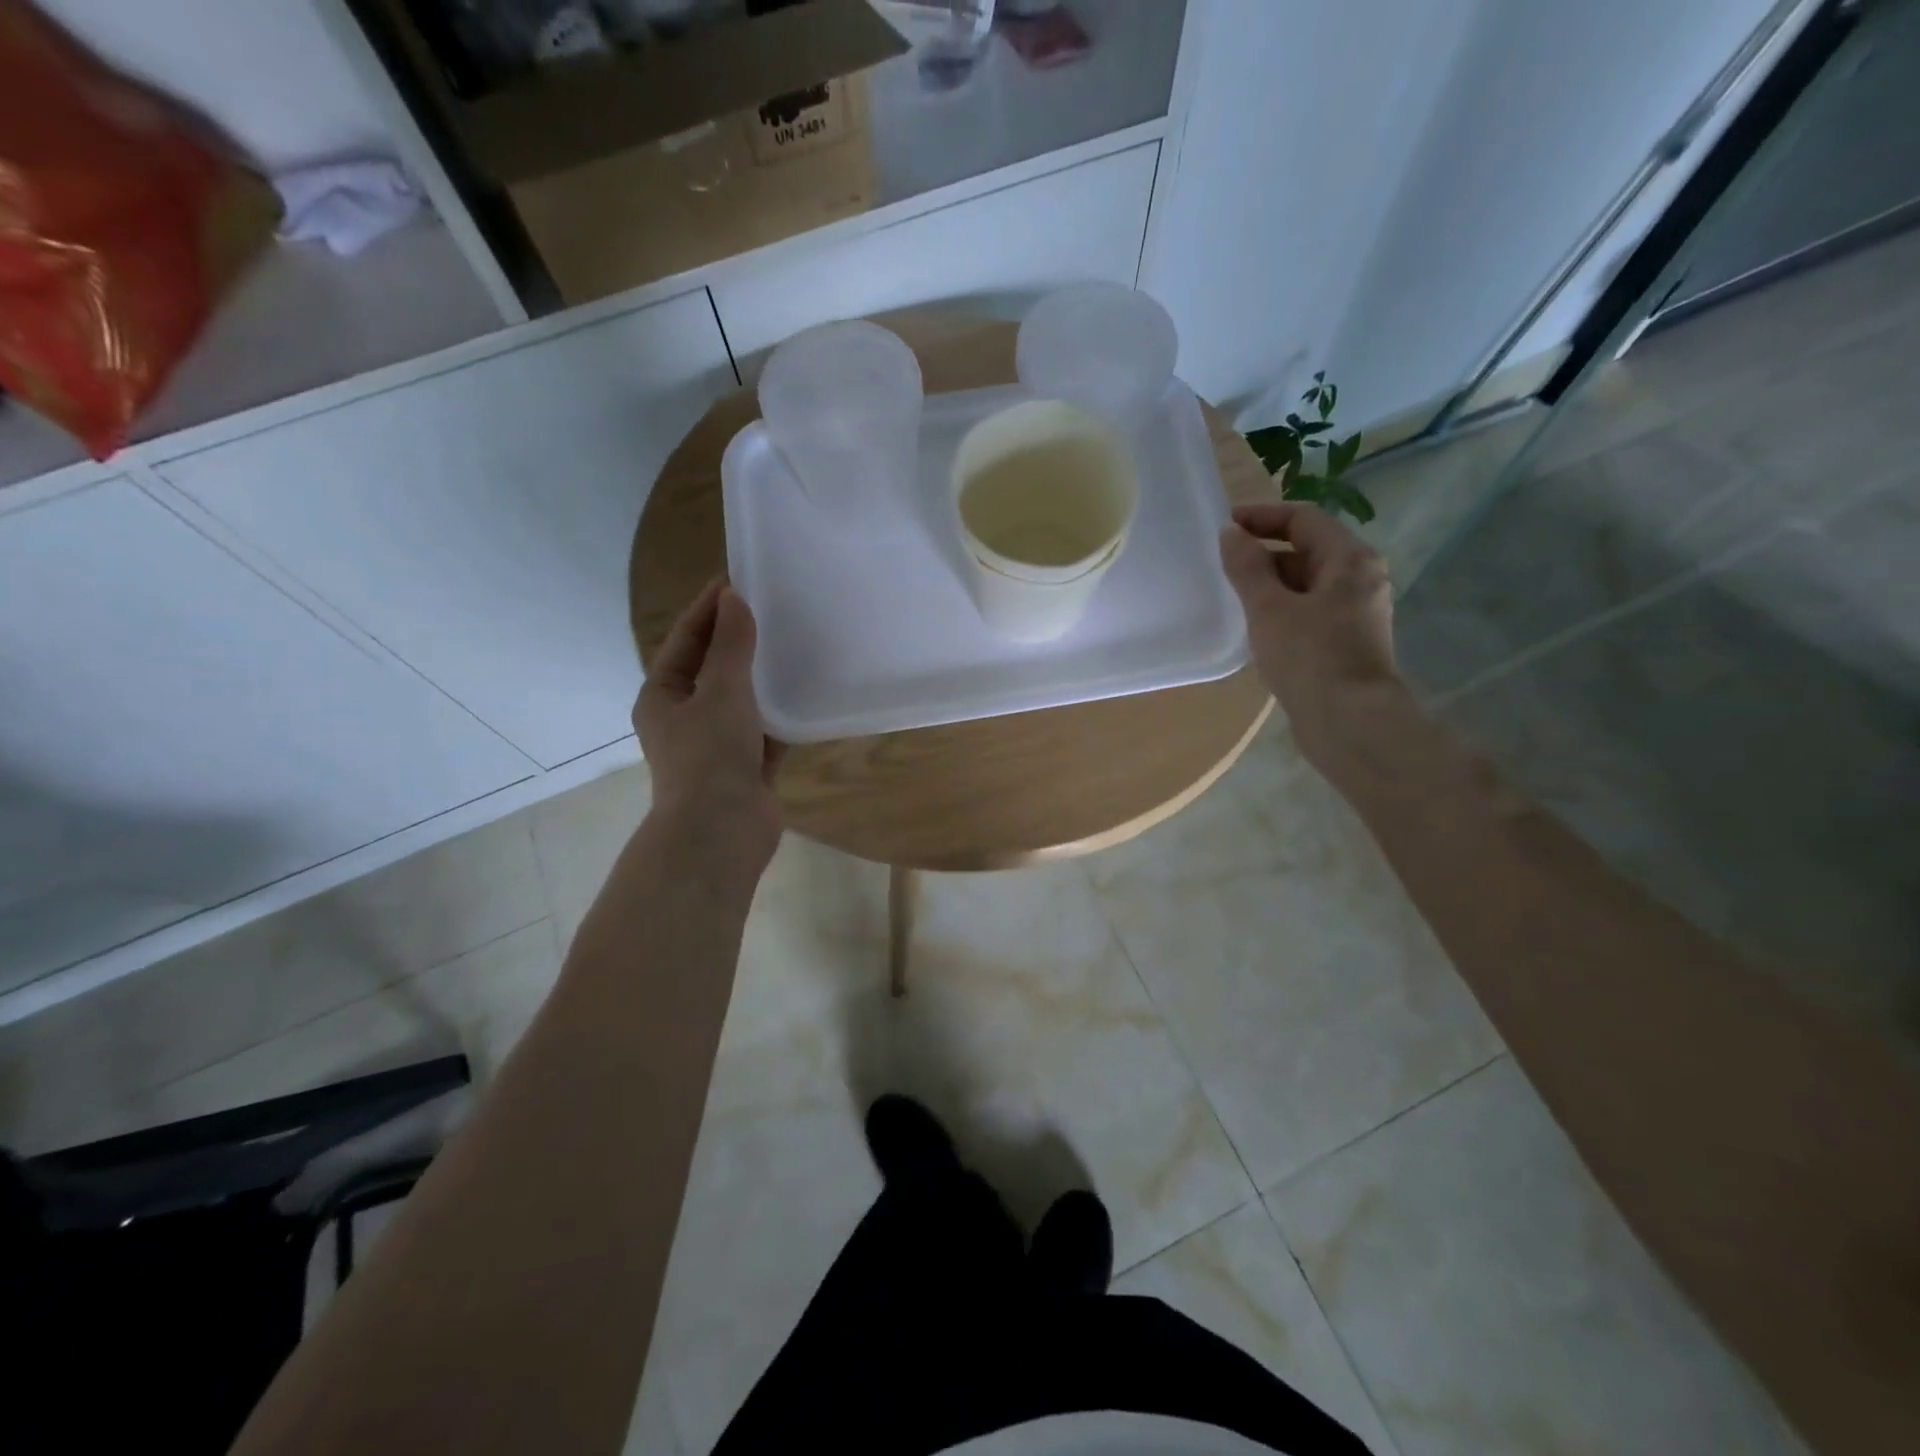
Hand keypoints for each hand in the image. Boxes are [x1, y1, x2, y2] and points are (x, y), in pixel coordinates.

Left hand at [635, 580, 783, 867]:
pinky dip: (778, 714)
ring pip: (739, 700)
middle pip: (711, 667)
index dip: (708, 609)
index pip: (686, 639)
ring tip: (790, 644)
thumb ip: (730, 646)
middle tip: (769, 609)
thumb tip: (733, 600)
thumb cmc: (710, 755)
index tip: (736, 580)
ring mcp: (714, 744)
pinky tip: (802, 694)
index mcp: (663, 695)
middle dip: (736, 640)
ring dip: (760, 676)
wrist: (722, 831)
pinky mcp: (744, 766)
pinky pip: (762, 730)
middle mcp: (684, 717)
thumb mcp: (721, 691)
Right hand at [1218, 501, 1402, 768]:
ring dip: (1272, 584)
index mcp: (1350, 559)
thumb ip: (1248, 567)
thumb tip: (1231, 534)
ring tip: (1234, 596)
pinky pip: (1311, 610)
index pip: (1303, 519)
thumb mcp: (1269, 607)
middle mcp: (1361, 578)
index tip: (1225, 526)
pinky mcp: (1347, 641)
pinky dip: (1283, 609)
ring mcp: (1357, 612)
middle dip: (1265, 553)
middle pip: (1308, 550)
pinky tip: (1258, 627)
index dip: (1262, 516)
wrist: (1348, 720)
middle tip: (1224, 565)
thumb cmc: (1309, 656)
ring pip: (1308, 583)